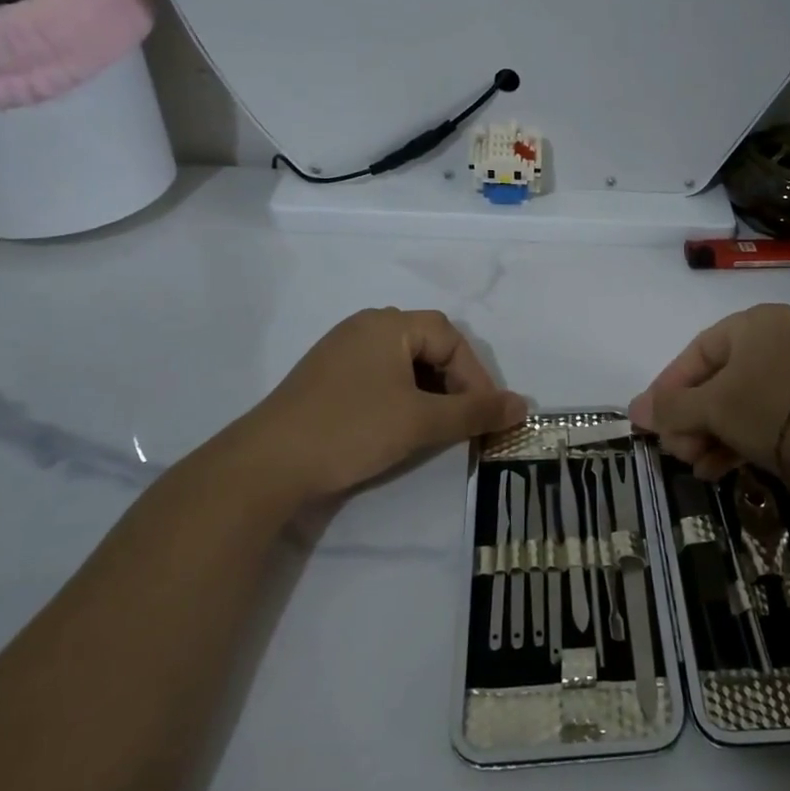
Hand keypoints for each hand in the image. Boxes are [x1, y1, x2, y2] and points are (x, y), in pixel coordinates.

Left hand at [215, 308, 527, 513]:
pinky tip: (399, 426)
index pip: (451, 339)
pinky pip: (379, 377)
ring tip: (435, 426)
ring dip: (429, 392)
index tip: (484, 415)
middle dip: (454, 383)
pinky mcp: (326, 378)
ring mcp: (341, 351)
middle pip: (428, 346)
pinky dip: (401, 397)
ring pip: (404, 364)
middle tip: (463, 420)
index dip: (475, 376)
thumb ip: (475, 412)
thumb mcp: (421, 422)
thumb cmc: (351, 430)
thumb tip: (524, 406)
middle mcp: (365, 327)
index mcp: (388, 324)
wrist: (265, 466)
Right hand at [629, 304, 789, 479]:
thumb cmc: (769, 409)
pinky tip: (716, 470)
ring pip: (739, 403)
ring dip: (709, 435)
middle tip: (674, 450)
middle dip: (690, 418)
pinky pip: (763, 418)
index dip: (669, 386)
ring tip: (693, 465)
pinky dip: (737, 441)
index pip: (698, 351)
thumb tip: (634, 410)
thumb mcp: (712, 406)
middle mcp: (780, 341)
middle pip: (718, 380)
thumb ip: (670, 407)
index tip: (651, 419)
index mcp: (757, 322)